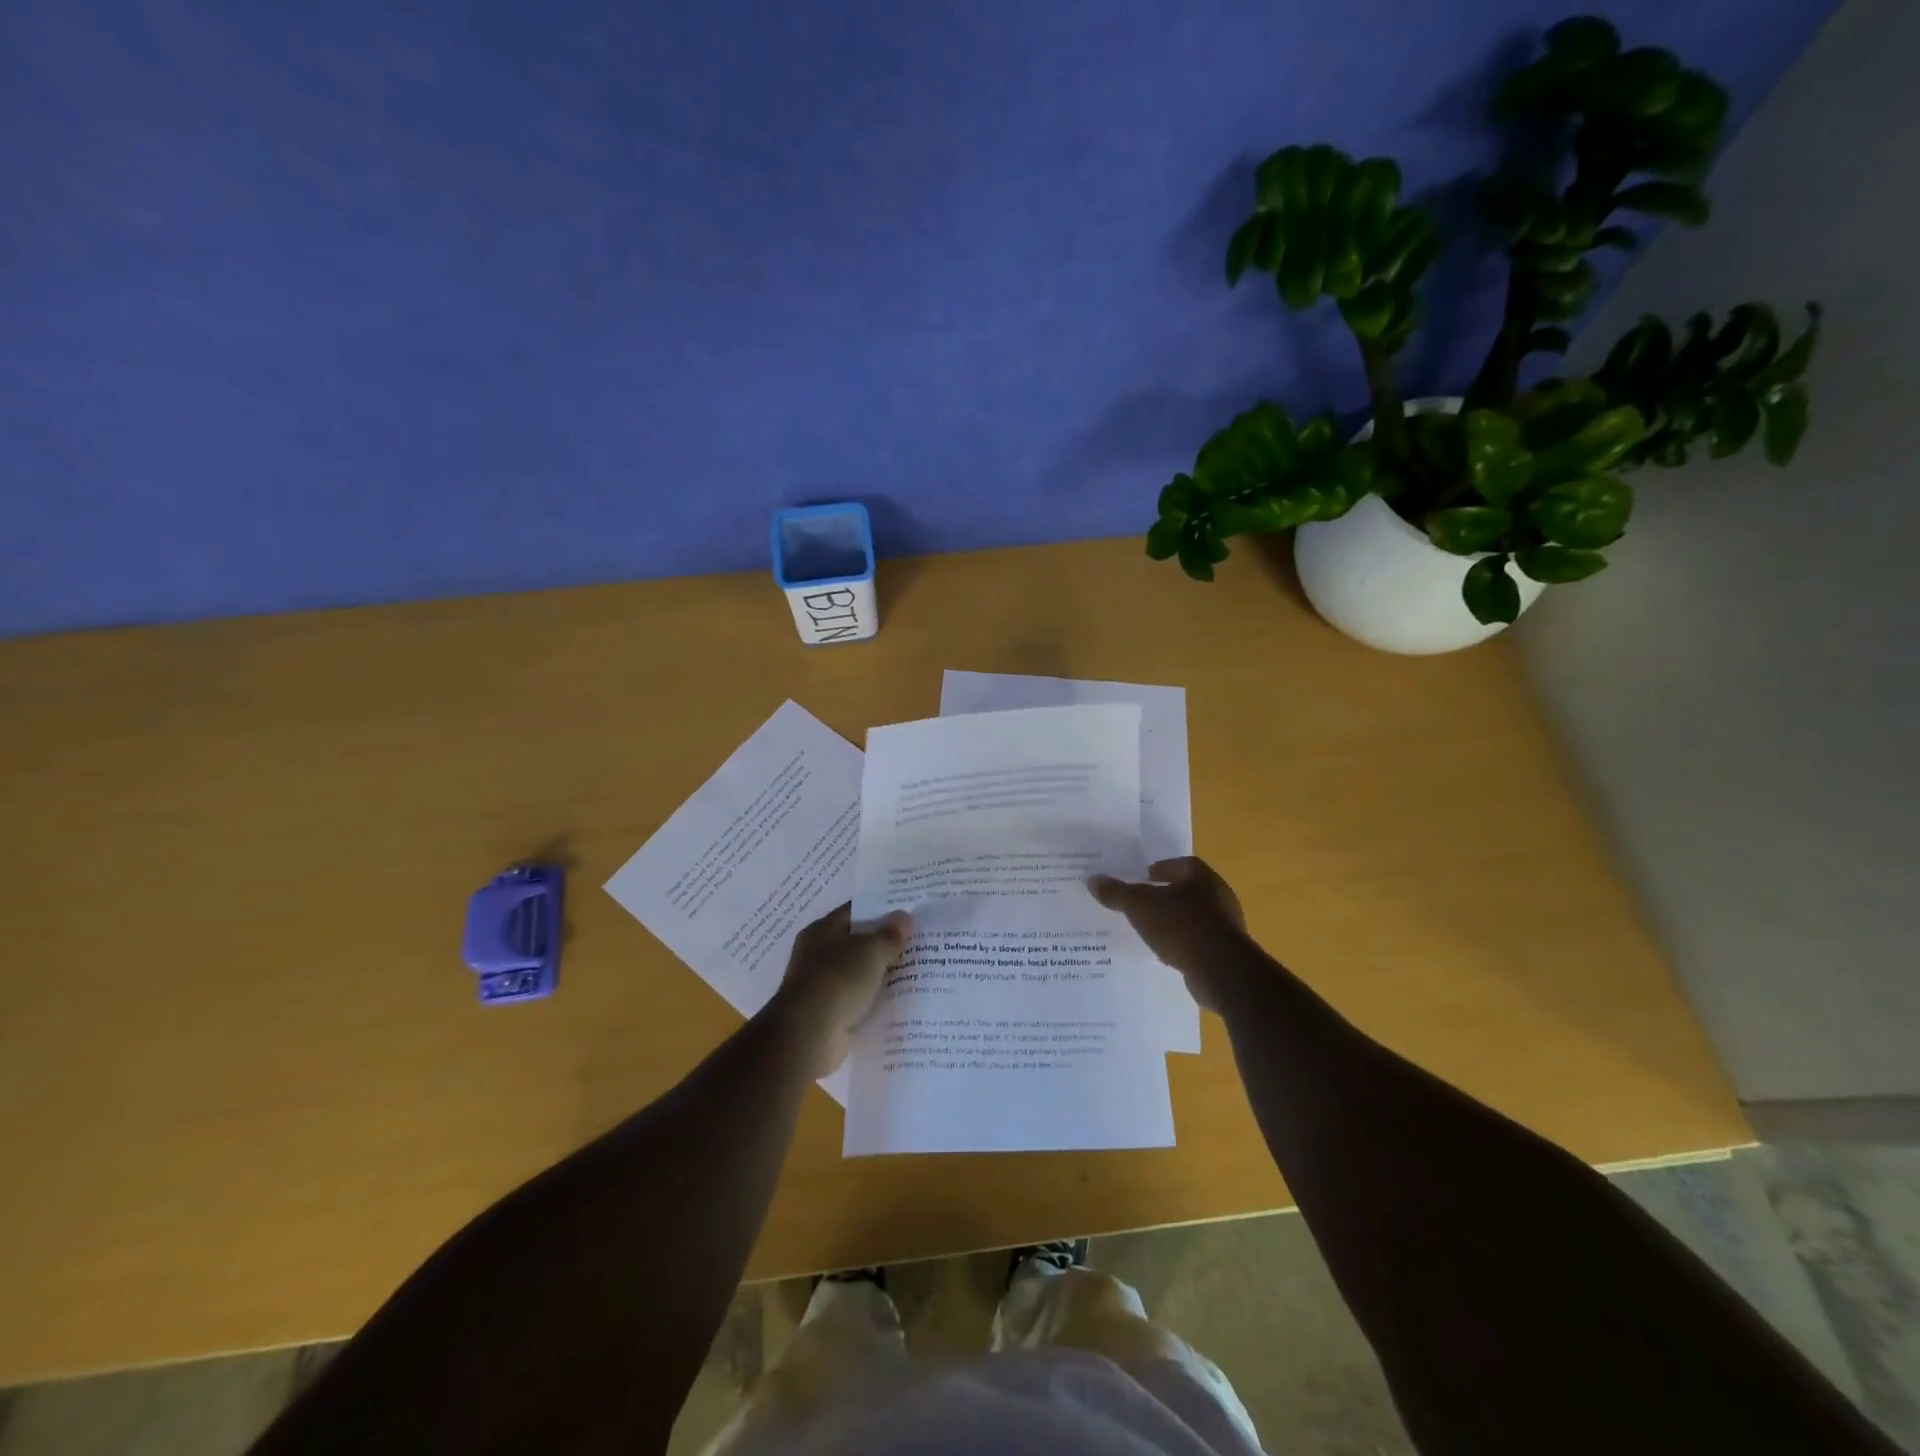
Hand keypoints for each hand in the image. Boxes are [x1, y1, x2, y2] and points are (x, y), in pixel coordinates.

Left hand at [769, 903, 912, 1077]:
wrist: (808, 1036)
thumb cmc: (837, 981)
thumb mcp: (870, 952)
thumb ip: (889, 935)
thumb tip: (904, 917)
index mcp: (822, 930)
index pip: (854, 911)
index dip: (881, 910)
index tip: (908, 913)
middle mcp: (818, 954)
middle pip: (858, 943)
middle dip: (885, 944)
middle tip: (918, 942)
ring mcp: (822, 985)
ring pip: (859, 973)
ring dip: (881, 974)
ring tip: (916, 972)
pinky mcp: (829, 1013)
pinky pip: (858, 1000)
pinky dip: (875, 1000)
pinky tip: (899, 1001)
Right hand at [1088, 857, 1250, 1011]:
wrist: (1222, 971)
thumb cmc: (1181, 926)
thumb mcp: (1140, 906)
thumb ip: (1117, 892)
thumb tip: (1092, 879)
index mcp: (1202, 877)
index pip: (1181, 864)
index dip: (1162, 868)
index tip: (1143, 877)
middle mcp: (1219, 896)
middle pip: (1188, 890)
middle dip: (1165, 895)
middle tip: (1141, 902)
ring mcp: (1226, 926)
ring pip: (1193, 917)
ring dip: (1174, 921)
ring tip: (1148, 928)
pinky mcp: (1226, 953)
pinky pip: (1198, 941)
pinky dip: (1182, 943)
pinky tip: (1165, 952)